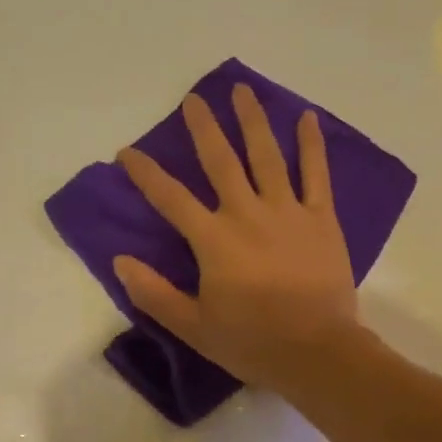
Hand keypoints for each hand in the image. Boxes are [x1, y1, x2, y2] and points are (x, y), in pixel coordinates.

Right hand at [115, 85, 360, 392]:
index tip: (127, 151)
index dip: (145, 173)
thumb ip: (155, 293)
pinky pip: (317, 174)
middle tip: (194, 99)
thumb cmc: (252, 342)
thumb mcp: (193, 326)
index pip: (170, 197)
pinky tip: (307, 118)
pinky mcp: (321, 219)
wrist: (316, 351)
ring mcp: (287, 211)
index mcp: (213, 239)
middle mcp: (247, 213)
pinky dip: (312, 145)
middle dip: (204, 127)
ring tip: (243, 90)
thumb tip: (120, 261)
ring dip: (252, 121)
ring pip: (267, 156)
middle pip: (221, 161)